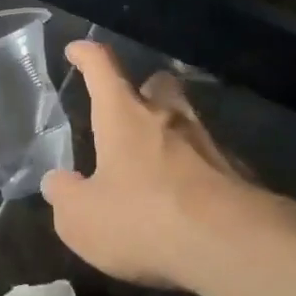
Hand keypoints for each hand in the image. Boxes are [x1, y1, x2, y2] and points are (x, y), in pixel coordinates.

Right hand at [41, 41, 295, 289]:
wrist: (233, 246)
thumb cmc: (143, 219)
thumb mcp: (82, 218)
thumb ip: (64, 196)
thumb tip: (57, 182)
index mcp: (124, 116)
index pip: (103, 68)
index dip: (87, 55)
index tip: (76, 50)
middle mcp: (168, 118)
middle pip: (158, 84)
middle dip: (143, 88)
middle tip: (129, 107)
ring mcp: (209, 144)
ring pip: (187, 121)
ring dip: (170, 132)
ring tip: (154, 159)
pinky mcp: (238, 175)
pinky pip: (210, 161)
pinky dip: (194, 170)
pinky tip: (186, 197)